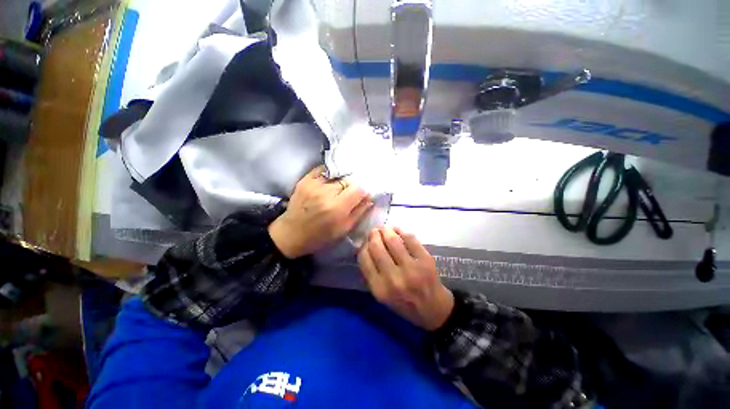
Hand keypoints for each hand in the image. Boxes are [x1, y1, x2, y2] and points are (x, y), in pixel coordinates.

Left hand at [268, 166, 372, 258]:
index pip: (359, 189)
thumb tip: (369, 198)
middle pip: (348, 181)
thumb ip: (359, 212)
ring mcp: (314, 184)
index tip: (361, 197)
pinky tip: (328, 183)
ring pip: (337, 175)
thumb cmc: (319, 236)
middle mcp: (326, 193)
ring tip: (336, 191)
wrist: (291, 233)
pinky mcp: (305, 180)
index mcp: (337, 208)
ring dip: (340, 182)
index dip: (362, 192)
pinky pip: (323, 170)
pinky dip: (329, 175)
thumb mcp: (343, 229)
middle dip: (351, 188)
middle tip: (347, 196)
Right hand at [358, 227, 453, 330]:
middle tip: (375, 231)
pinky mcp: (425, 260)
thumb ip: (371, 273)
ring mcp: (411, 269)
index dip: (363, 246)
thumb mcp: (382, 295)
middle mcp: (393, 279)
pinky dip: (401, 230)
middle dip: (373, 235)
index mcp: (380, 289)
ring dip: (386, 230)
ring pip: (392, 240)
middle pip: (376, 247)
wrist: (433, 309)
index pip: (364, 258)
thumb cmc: (404, 303)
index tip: (366, 241)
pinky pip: (409, 238)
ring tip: (385, 229)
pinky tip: (398, 230)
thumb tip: (364, 246)